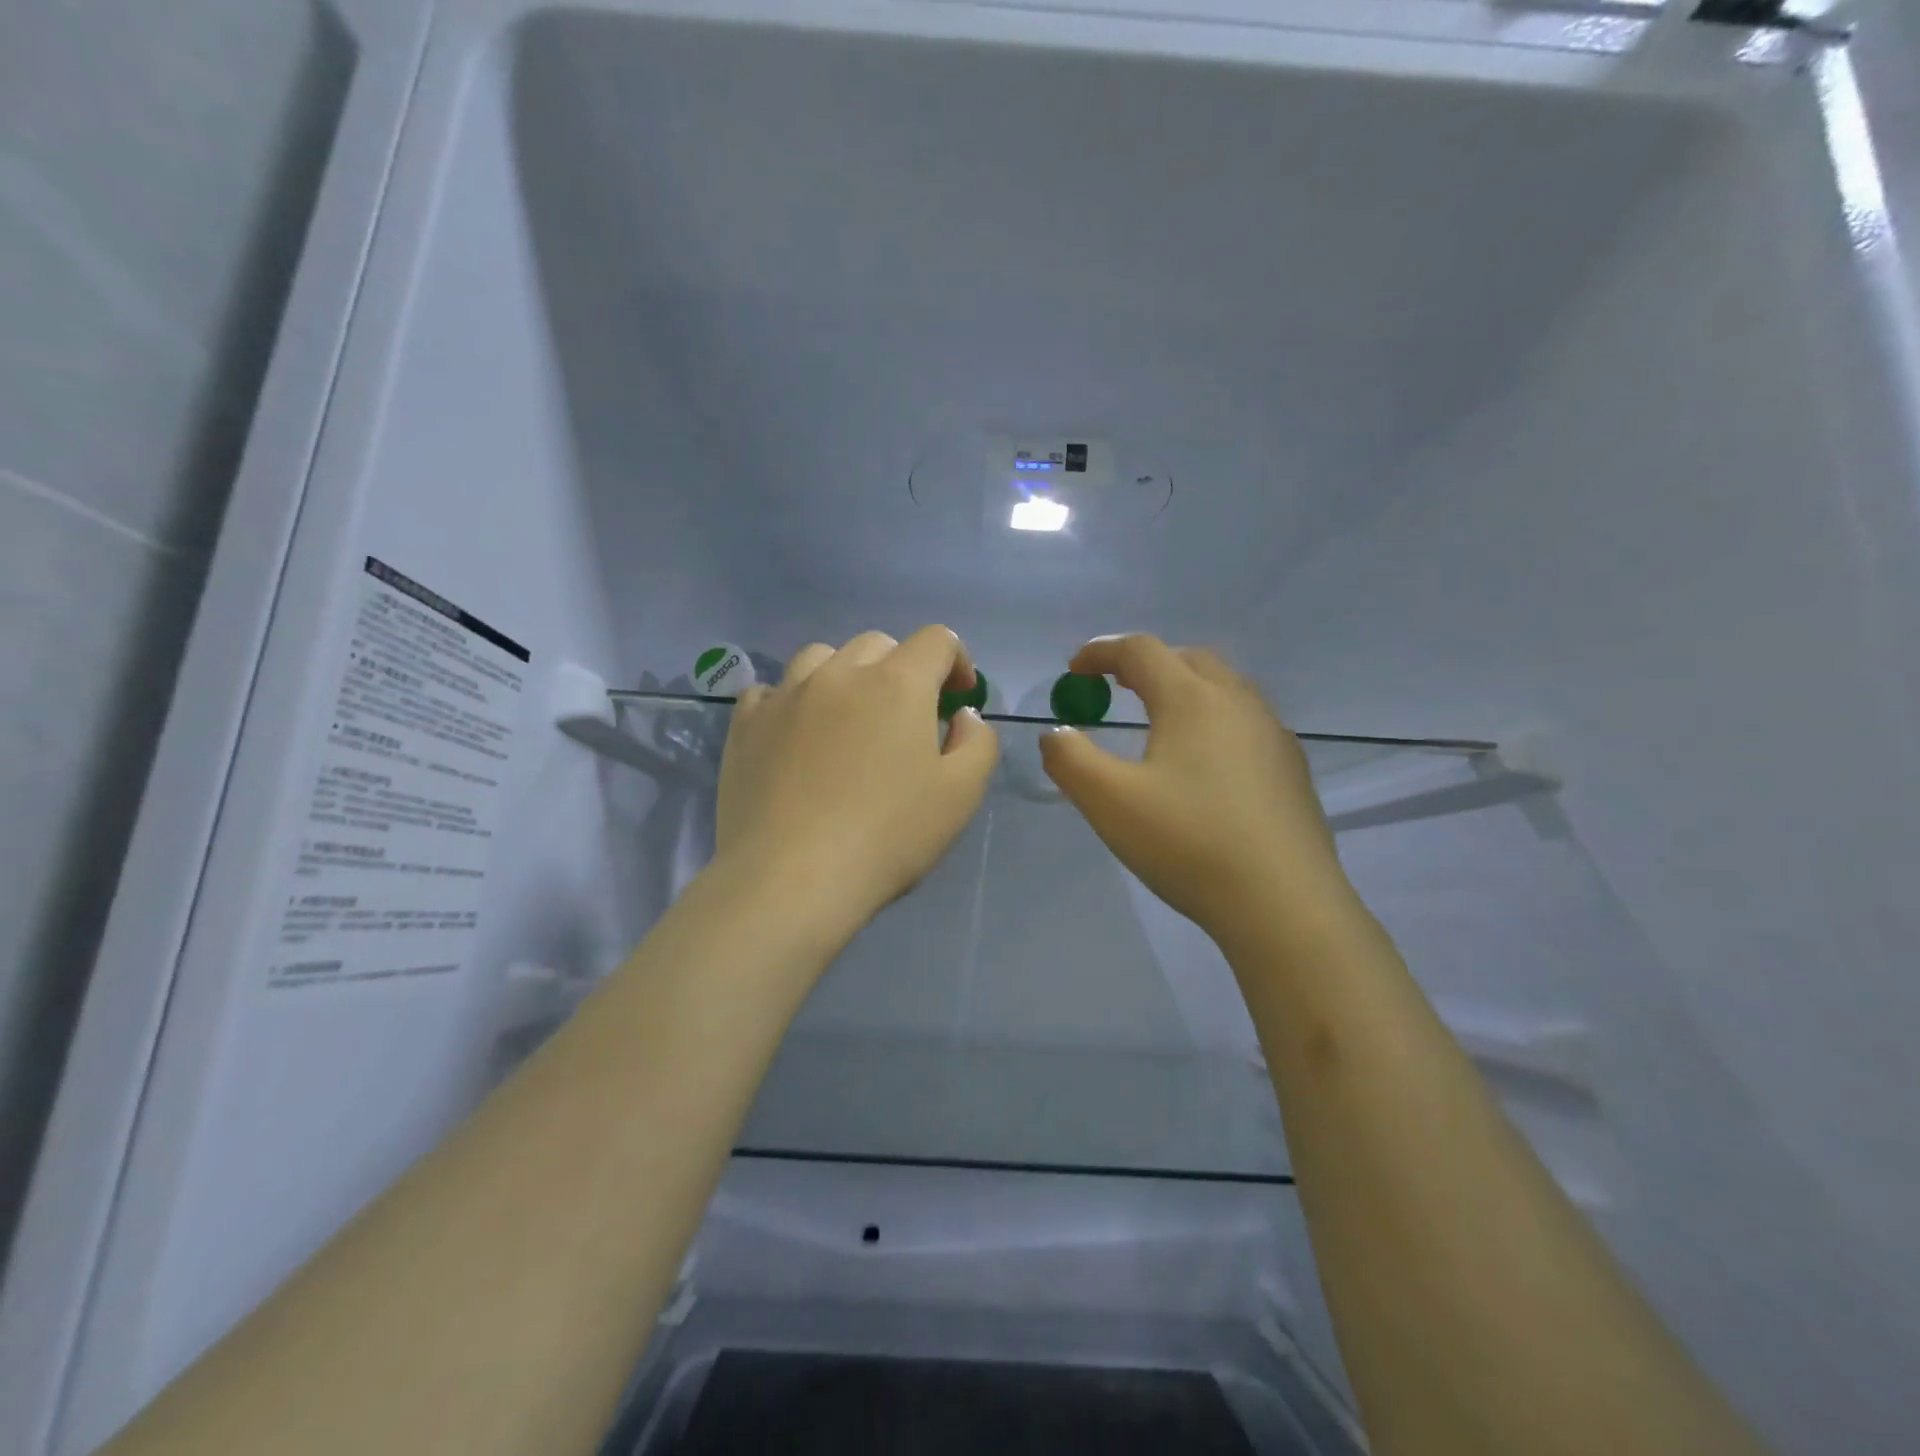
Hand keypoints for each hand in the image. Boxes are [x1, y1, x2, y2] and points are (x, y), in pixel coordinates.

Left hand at [715, 627, 999, 927]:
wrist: (791, 878)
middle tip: (907, 717)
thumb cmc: (887, 836)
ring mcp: (786, 695)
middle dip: (902, 669)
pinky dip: (792, 701)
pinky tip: (796, 735)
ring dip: (845, 676)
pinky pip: (771, 690)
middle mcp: (839, 674)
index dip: (956, 661)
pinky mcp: (746, 724)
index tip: (958, 698)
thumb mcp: (960, 795)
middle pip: (878, 644)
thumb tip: (963, 717)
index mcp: (897, 684)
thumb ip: (977, 743)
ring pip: (820, 657)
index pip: (936, 641)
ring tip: (848, 717)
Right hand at [1039, 635, 1348, 938]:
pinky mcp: (1291, 768)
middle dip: (1145, 664)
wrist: (1284, 904)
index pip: (1141, 651)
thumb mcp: (1108, 801)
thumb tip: (1056, 734)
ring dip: (1184, 688)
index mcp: (1191, 699)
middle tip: (1115, 688)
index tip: (1074, 670)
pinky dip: (1213, 719)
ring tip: (1158, 720)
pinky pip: (1245, 721)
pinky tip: (1204, 762)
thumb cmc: (1188, 843)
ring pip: (1223, 688)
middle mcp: (1238, 702)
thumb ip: (1070, 759)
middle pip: (1187, 659)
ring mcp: (1272, 734)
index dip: (1101, 652)